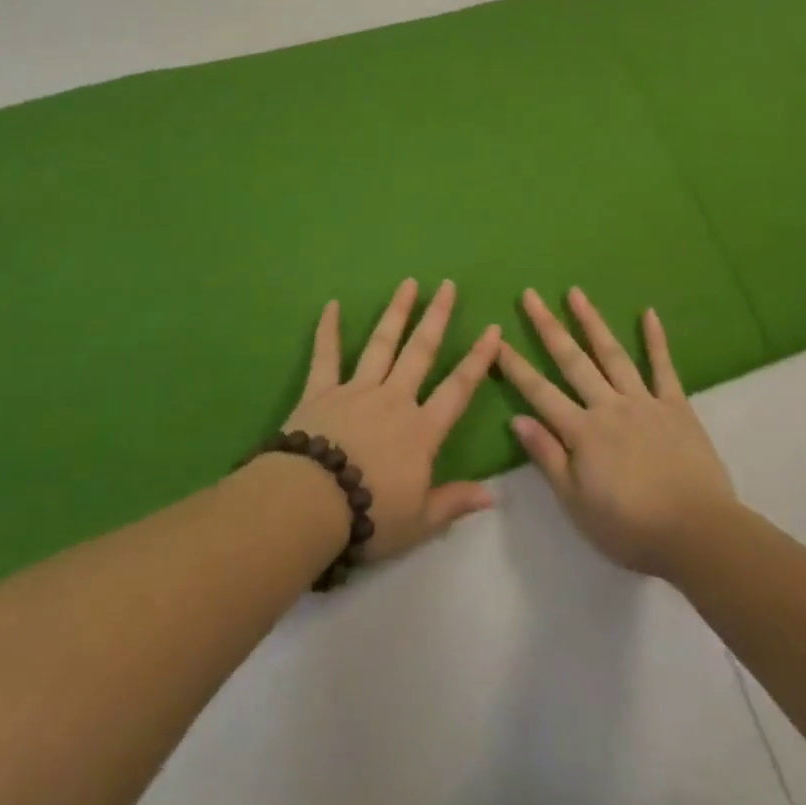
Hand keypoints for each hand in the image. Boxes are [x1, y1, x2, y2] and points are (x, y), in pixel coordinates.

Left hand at [283, 279, 503, 563]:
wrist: (310, 505)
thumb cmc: (370, 516)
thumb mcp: (420, 521)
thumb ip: (455, 501)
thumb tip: (494, 493)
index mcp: (421, 430)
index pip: (458, 388)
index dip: (478, 359)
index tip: (492, 329)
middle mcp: (394, 399)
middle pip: (421, 351)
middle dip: (436, 317)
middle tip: (447, 285)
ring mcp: (357, 390)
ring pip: (382, 344)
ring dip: (396, 312)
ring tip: (408, 283)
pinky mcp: (322, 391)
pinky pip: (326, 355)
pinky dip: (327, 329)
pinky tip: (330, 305)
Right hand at [498, 287, 735, 579]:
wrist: (697, 532)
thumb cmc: (631, 527)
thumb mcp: (577, 504)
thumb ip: (548, 457)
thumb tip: (516, 419)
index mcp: (582, 432)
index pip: (539, 392)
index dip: (515, 366)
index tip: (495, 340)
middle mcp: (608, 406)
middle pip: (572, 360)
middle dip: (547, 326)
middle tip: (530, 295)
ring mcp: (643, 401)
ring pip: (612, 353)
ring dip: (591, 321)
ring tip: (575, 292)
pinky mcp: (676, 405)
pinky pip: (663, 366)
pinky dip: (655, 339)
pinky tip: (649, 313)